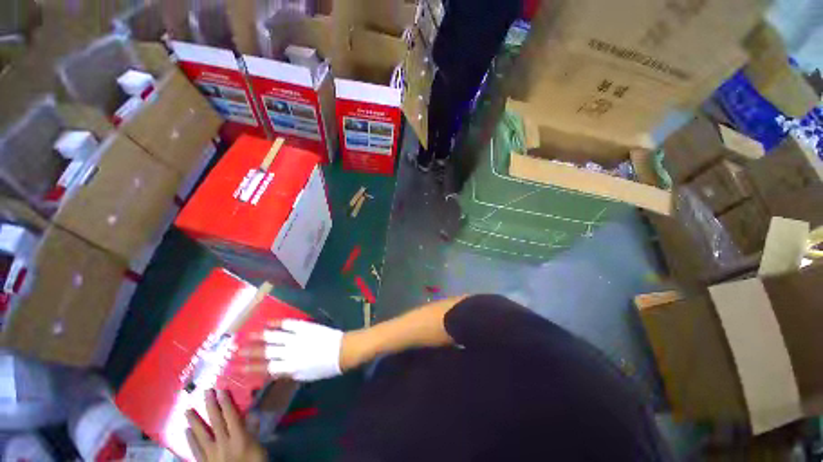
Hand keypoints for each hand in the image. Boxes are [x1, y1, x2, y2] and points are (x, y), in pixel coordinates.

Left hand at [185, 389, 266, 461]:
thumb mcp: (259, 448)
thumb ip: (253, 432)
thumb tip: (253, 414)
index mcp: (238, 438)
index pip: (231, 416)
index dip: (226, 402)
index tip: (221, 389)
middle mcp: (223, 443)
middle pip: (215, 422)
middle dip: (211, 406)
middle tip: (205, 391)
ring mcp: (211, 454)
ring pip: (201, 435)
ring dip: (194, 421)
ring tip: (187, 410)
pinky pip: (195, 450)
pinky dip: (190, 440)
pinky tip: (186, 432)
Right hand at [244, 319, 344, 381]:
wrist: (341, 350)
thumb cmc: (325, 367)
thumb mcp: (305, 376)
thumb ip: (289, 373)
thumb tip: (275, 371)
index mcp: (290, 368)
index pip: (265, 370)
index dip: (249, 369)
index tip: (235, 369)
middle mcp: (290, 353)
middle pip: (265, 353)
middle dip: (248, 353)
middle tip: (233, 352)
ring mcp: (297, 338)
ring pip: (274, 337)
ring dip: (259, 337)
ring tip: (246, 336)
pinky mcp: (305, 327)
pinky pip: (288, 324)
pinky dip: (277, 323)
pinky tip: (268, 323)